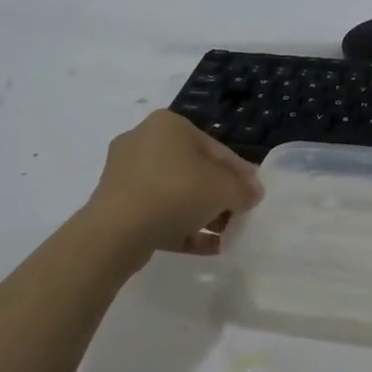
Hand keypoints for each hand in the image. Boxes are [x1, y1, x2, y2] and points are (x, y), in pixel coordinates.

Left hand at [81, 110, 263, 263]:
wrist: (118, 230)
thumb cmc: (177, 192)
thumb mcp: (224, 189)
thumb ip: (243, 189)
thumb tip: (252, 194)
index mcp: (169, 125)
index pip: (216, 148)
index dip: (240, 173)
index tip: (255, 194)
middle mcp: (143, 141)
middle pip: (194, 170)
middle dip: (219, 195)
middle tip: (239, 214)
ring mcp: (125, 174)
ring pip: (174, 193)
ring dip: (202, 213)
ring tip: (224, 234)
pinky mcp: (116, 205)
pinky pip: (157, 213)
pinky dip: (182, 227)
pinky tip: (207, 247)